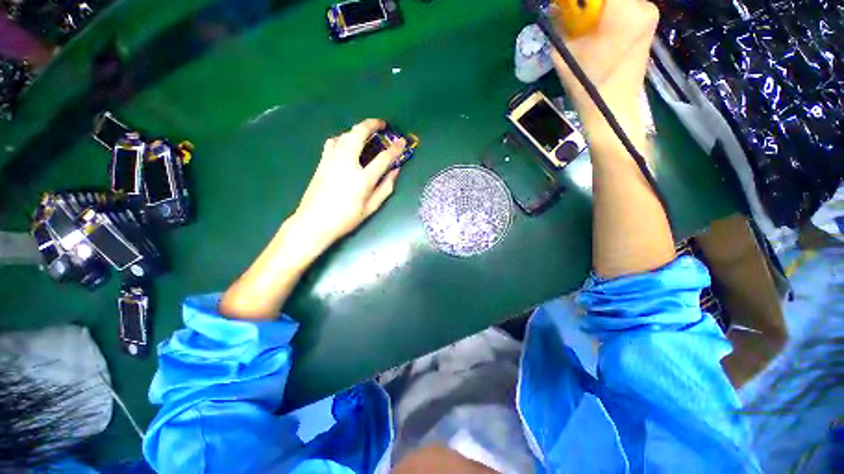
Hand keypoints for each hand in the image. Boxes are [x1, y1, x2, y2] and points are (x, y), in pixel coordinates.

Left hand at [293, 119, 405, 247]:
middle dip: (372, 124)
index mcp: (362, 178)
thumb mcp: (370, 207)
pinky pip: (333, 142)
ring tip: (365, 134)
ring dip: (357, 130)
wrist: (314, 222)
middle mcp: (346, 163)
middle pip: (359, 134)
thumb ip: (385, 188)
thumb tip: (395, 171)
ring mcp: (331, 160)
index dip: (395, 149)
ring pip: (344, 134)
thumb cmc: (346, 218)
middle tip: (381, 124)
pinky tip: (346, 145)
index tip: (402, 142)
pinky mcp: (322, 161)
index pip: (383, 158)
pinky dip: (342, 138)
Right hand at [550, 0, 658, 123]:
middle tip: (574, 16)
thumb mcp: (564, 53)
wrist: (612, 110)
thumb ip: (560, 22)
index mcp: (623, 10)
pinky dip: (609, 12)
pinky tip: (598, 30)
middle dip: (588, 4)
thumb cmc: (587, 85)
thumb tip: (557, 4)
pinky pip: (625, 7)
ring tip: (585, 26)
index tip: (568, 6)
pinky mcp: (648, 24)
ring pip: (617, 0)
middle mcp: (643, 4)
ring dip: (599, 8)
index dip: (579, 0)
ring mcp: (649, 13)